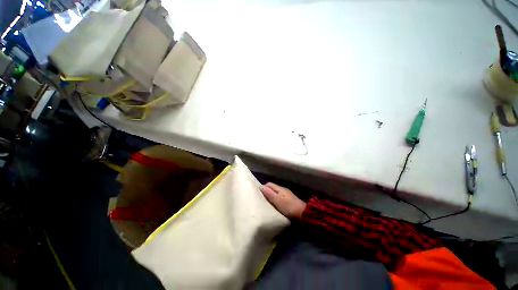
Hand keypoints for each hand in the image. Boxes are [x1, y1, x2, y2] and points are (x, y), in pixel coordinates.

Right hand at [261, 182, 305, 219]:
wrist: (302, 214)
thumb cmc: (289, 207)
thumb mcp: (278, 200)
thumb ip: (269, 194)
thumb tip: (261, 186)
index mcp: (280, 188)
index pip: (269, 184)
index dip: (263, 187)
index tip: (258, 194)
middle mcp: (283, 190)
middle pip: (272, 188)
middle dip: (266, 192)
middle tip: (260, 199)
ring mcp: (286, 195)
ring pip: (275, 193)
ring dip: (270, 197)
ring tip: (265, 203)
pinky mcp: (288, 201)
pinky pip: (278, 198)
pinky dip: (274, 200)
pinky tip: (273, 206)